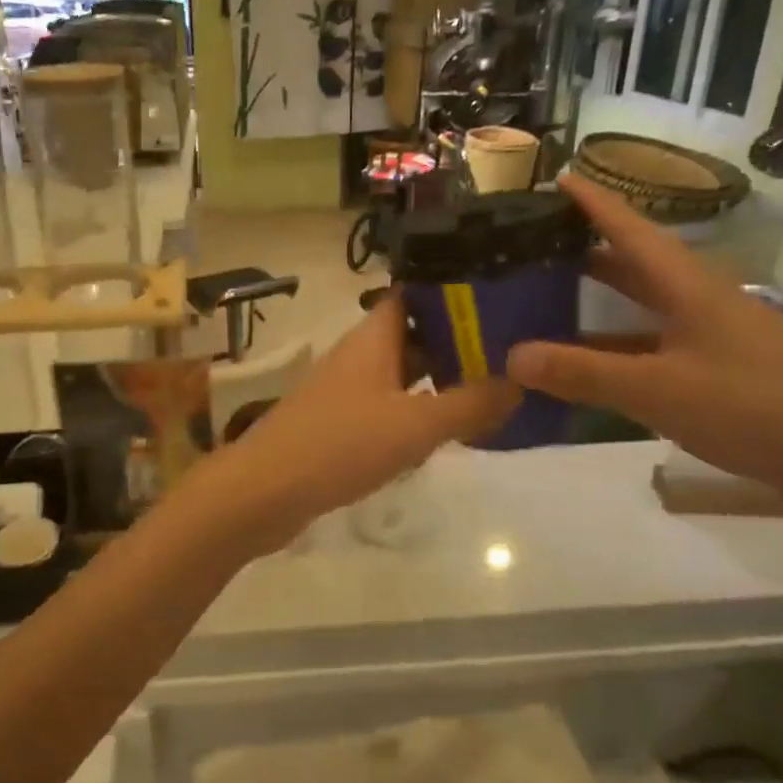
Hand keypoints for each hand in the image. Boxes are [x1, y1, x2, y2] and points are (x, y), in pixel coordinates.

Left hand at [199, 295, 520, 549]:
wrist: (263, 492)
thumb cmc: (338, 445)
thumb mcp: (414, 425)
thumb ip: (469, 404)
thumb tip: (519, 383)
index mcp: (373, 337)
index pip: (416, 293)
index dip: (456, 290)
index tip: (503, 295)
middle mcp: (359, 355)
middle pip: (414, 335)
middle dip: (459, 340)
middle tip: (513, 350)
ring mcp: (347, 390)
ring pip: (403, 373)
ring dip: (440, 379)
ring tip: (493, 388)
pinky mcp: (340, 424)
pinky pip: (389, 407)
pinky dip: (418, 412)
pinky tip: (446, 431)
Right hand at [506, 174, 782, 517]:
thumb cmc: (753, 408)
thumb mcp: (657, 390)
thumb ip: (584, 373)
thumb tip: (512, 355)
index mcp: (690, 288)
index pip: (632, 231)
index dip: (595, 204)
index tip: (561, 176)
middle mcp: (704, 302)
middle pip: (639, 265)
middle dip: (591, 251)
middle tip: (541, 245)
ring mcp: (719, 338)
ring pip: (649, 308)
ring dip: (605, 303)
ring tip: (555, 302)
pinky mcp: (727, 372)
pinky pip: (660, 346)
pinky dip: (624, 348)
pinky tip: (601, 365)